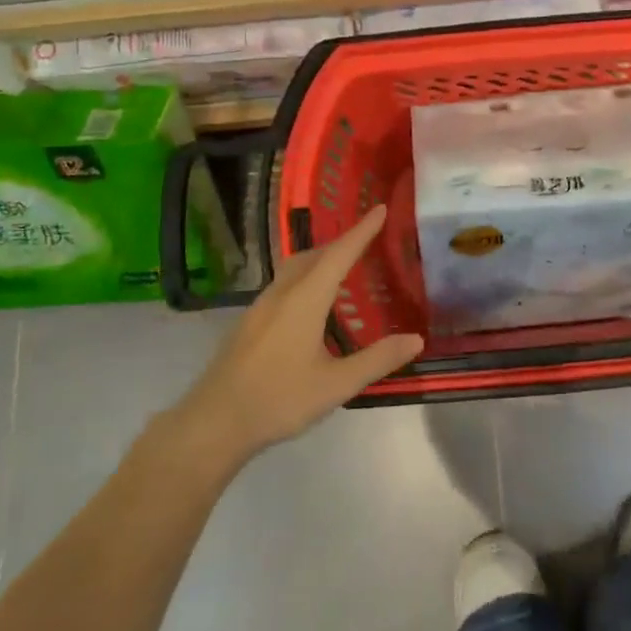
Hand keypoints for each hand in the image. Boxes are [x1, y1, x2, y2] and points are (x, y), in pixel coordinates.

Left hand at [175, 205, 422, 463]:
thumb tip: (416, 339)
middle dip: (341, 242)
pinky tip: (311, 302)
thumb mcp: (336, 385)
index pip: (340, 254)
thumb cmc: (278, 400)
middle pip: (314, 255)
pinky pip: (283, 283)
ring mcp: (260, 306)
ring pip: (294, 268)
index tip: (379, 208)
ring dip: (320, 258)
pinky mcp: (249, 322)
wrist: (214, 422)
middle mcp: (282, 293)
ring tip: (342, 266)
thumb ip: (377, 360)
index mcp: (305, 299)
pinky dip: (305, 276)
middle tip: (367, 239)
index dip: (362, 231)